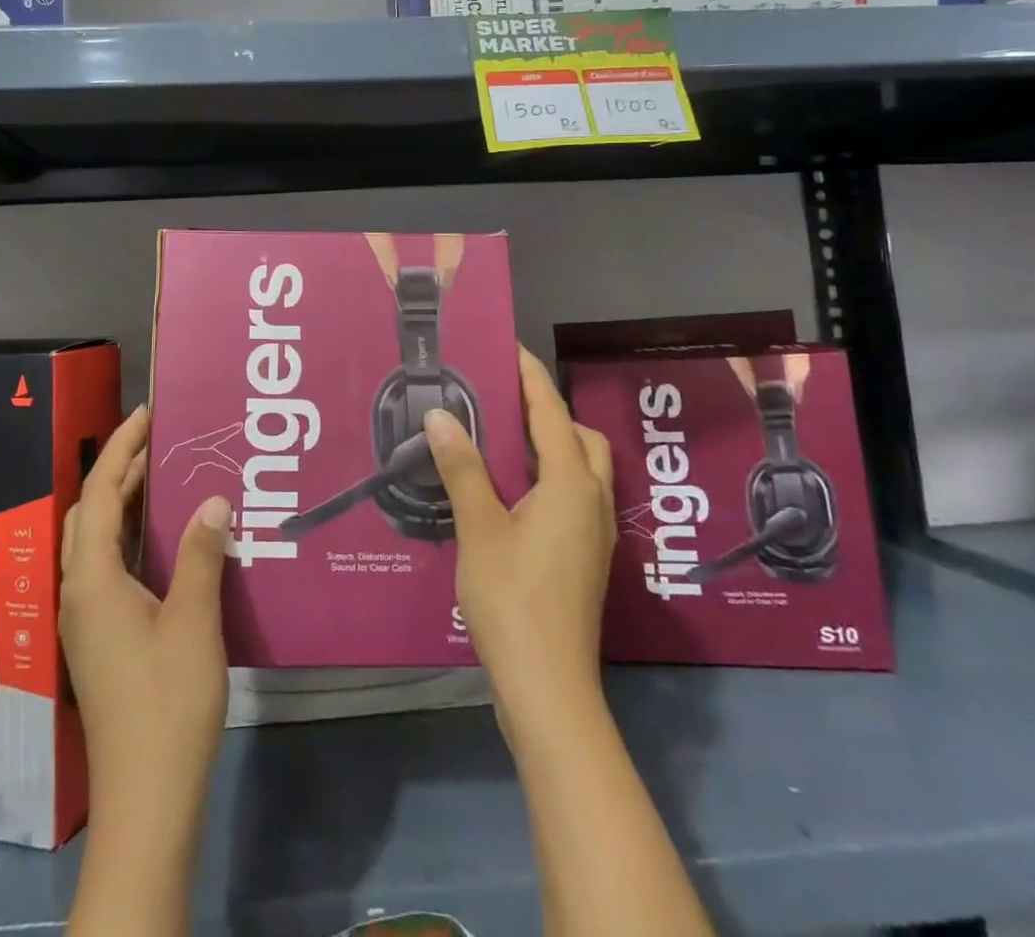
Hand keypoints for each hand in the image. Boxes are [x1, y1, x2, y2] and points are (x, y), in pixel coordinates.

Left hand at [60, 406, 230, 821]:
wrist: (147, 796)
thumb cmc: (168, 701)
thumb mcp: (193, 620)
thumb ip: (201, 554)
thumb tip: (212, 500)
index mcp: (91, 579)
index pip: (99, 492)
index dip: (121, 447)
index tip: (148, 413)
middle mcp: (78, 591)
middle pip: (88, 512)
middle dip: (118, 470)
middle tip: (162, 441)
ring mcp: (86, 618)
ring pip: (95, 541)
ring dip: (123, 503)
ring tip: (166, 477)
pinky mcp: (100, 638)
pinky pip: (107, 566)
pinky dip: (129, 537)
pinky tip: (166, 539)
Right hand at [425, 347, 615, 723]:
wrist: (548, 686)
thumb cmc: (513, 599)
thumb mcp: (479, 528)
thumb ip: (462, 468)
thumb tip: (440, 414)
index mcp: (569, 484)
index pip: (551, 412)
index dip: (530, 376)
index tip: (508, 347)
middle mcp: (591, 501)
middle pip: (580, 437)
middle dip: (548, 410)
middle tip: (503, 399)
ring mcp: (593, 532)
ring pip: (582, 468)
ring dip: (551, 444)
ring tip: (502, 438)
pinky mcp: (586, 557)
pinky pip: (574, 495)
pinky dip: (550, 476)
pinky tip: (511, 490)